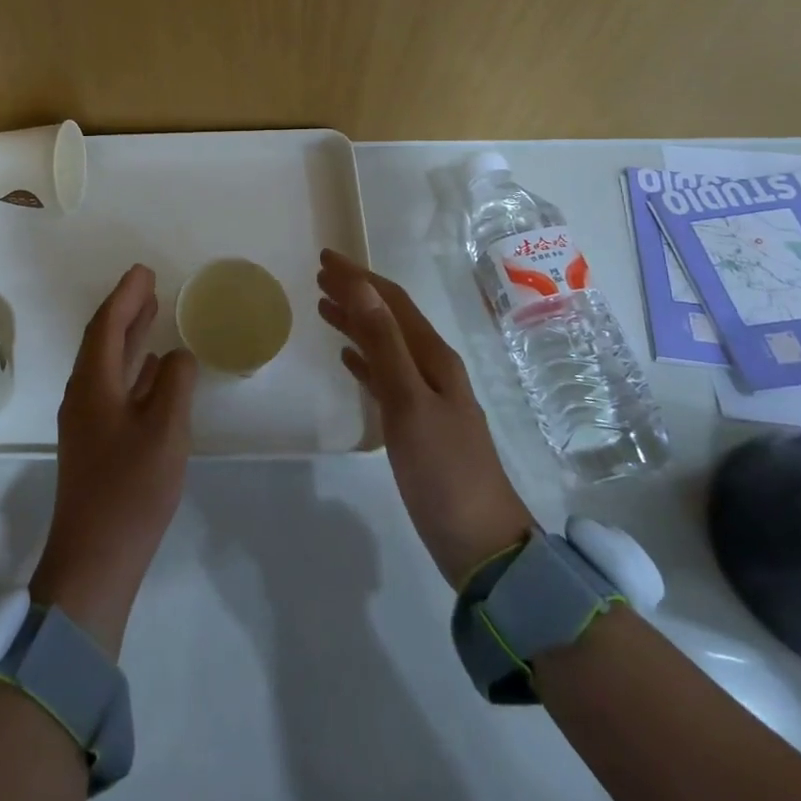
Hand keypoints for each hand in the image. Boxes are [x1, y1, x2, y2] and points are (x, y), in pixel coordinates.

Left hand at [30, 264, 197, 656]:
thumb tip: (178, 355)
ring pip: (108, 364)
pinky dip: (132, 368)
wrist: (94, 561)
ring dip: (129, 336)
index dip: (126, 296)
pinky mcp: (96, 442)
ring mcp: (87, 420)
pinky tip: (151, 369)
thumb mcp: (165, 432)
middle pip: (103, 340)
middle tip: (149, 284)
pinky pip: (114, 387)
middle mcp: (84, 395)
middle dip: (125, 309)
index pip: (108, 326)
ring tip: (152, 313)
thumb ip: (174, 384)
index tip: (144, 271)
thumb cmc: (130, 491)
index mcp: (93, 385)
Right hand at [317, 249, 532, 586]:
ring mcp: (426, 397)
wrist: (480, 543)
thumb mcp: (408, 400)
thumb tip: (361, 287)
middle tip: (320, 275)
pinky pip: (384, 376)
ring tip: (324, 307)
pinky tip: (348, 358)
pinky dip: (364, 359)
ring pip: (384, 345)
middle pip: (389, 318)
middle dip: (356, 293)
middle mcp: (432, 368)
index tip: (325, 258)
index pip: (392, 302)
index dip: (359, 277)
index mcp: (434, 357)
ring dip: (357, 322)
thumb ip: (383, 342)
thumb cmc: (443, 469)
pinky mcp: (417, 424)